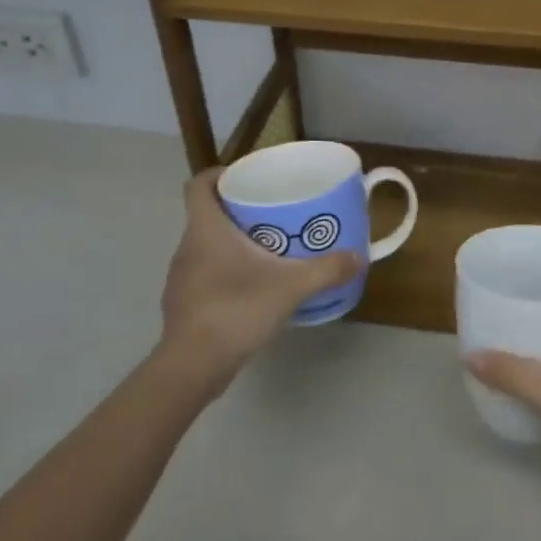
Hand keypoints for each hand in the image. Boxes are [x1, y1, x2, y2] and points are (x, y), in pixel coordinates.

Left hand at [156, 168, 361, 396]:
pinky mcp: (183, 305)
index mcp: (206, 229)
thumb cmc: (236, 310)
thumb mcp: (291, 287)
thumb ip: (326, 270)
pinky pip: (204, 275)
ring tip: (267, 251)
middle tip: (271, 214)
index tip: (245, 177)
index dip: (219, 175)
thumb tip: (359, 258)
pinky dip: (225, 273)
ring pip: (205, 247)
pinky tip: (251, 289)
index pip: (199, 185)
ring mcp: (181, 278)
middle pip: (206, 215)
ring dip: (231, 244)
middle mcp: (187, 247)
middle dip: (236, 211)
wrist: (193, 366)